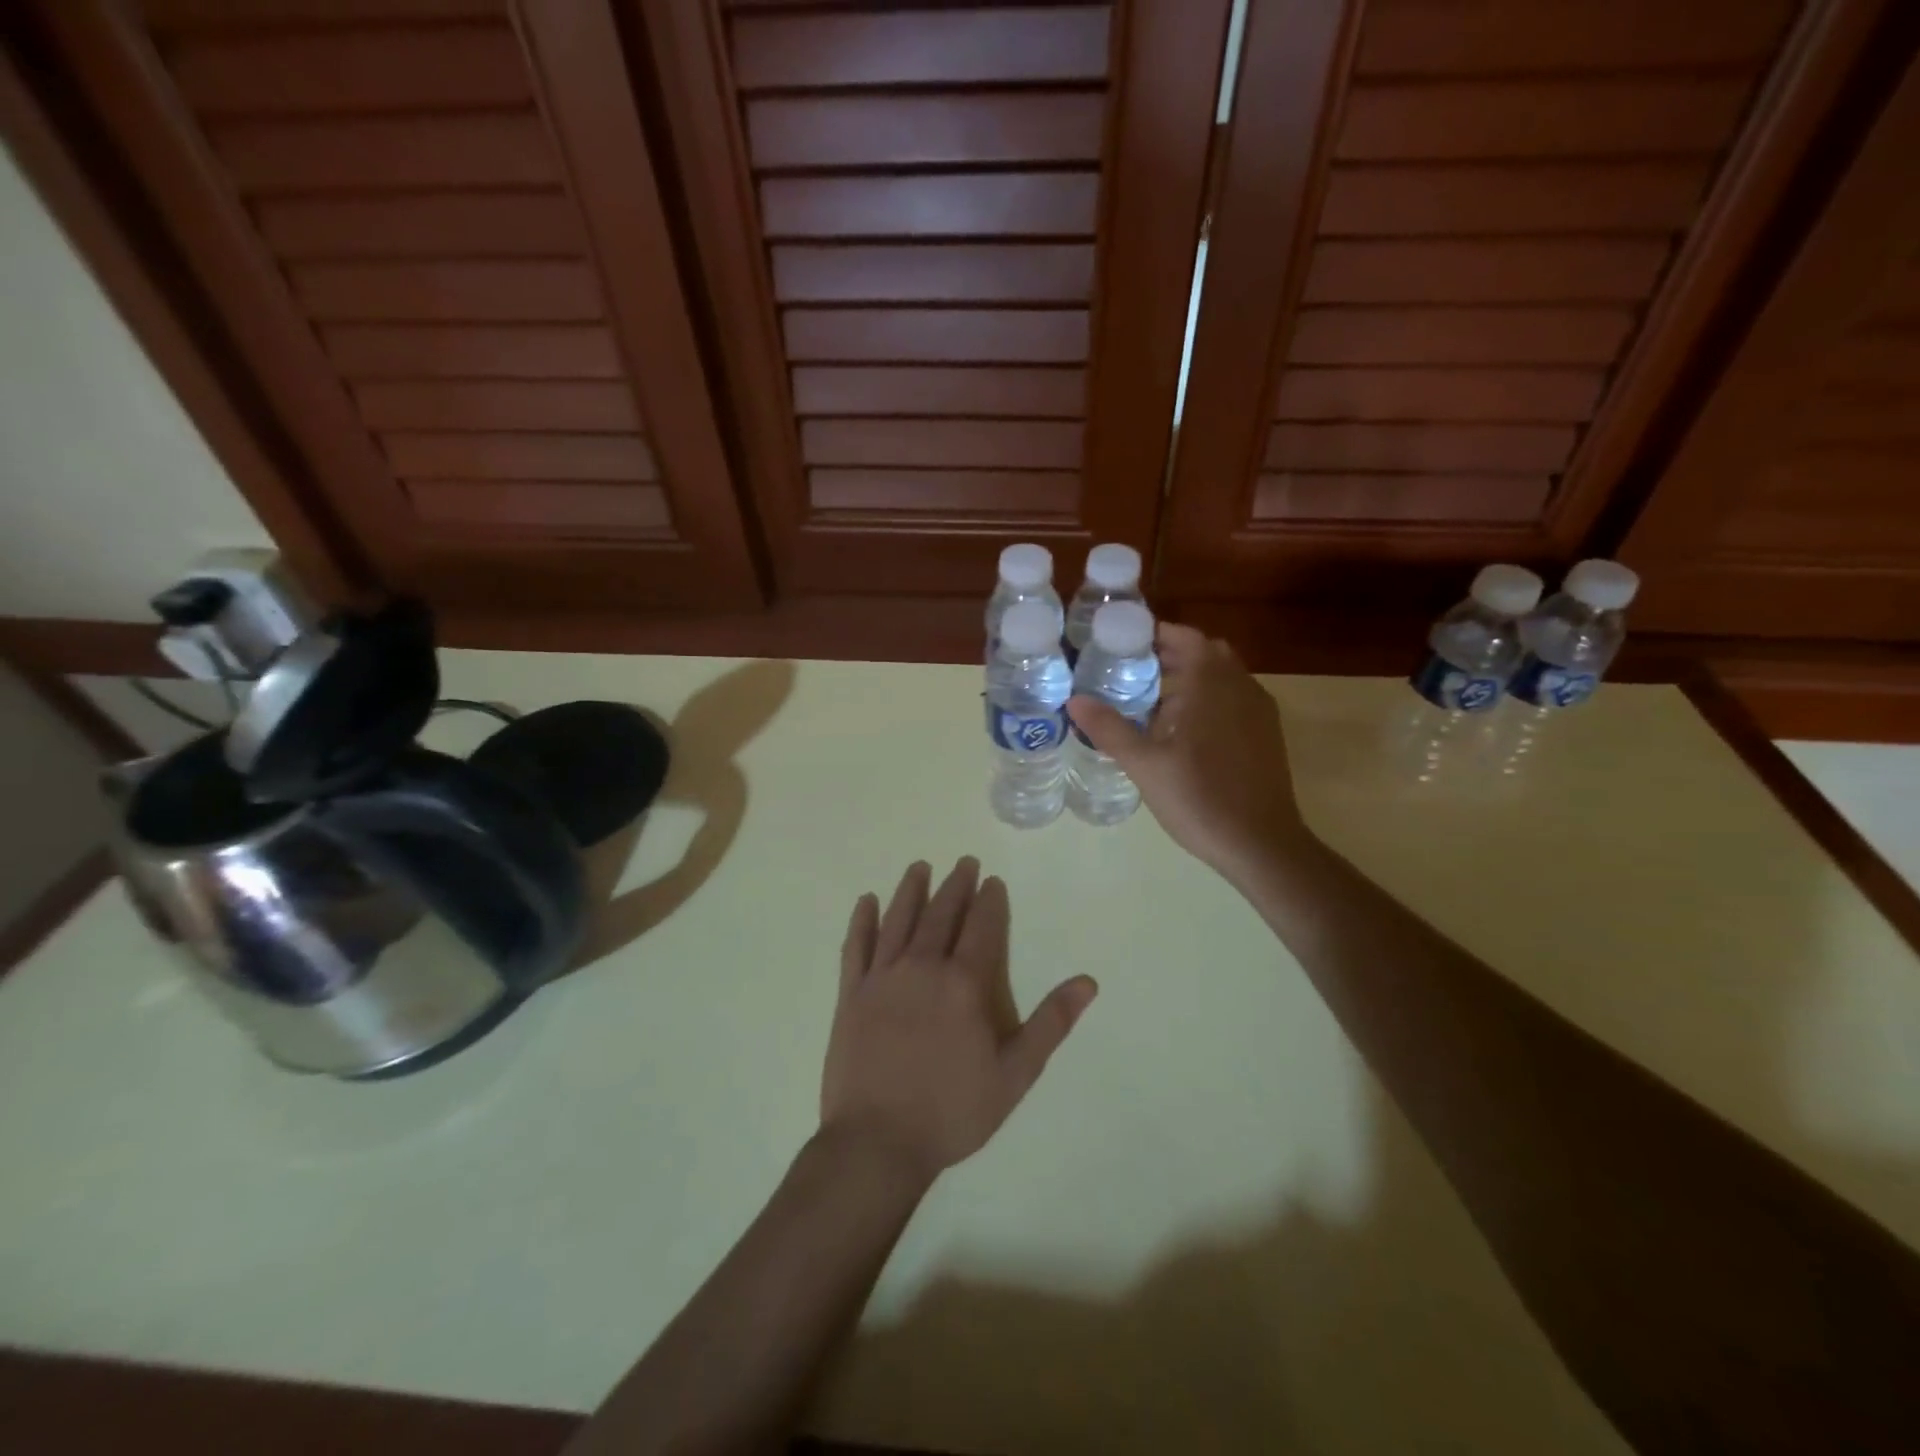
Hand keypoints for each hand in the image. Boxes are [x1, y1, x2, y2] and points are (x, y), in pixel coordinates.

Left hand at [822, 858, 1097, 1183]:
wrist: (877, 1142)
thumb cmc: (952, 1112)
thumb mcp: (1015, 1075)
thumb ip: (1051, 1024)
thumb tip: (1087, 982)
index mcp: (964, 984)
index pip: (981, 928)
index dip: (989, 901)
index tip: (992, 881)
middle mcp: (922, 967)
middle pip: (941, 914)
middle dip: (955, 885)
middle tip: (963, 862)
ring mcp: (881, 978)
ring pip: (898, 920)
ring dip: (911, 890)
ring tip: (920, 867)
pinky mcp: (850, 993)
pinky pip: (856, 946)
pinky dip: (862, 920)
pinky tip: (866, 901)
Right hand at [1068, 622, 1310, 885]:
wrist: (1261, 844)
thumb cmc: (1199, 798)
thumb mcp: (1144, 765)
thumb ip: (1109, 728)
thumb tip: (1074, 700)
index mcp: (1211, 684)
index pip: (1186, 637)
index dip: (1157, 634)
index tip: (1125, 641)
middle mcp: (1241, 686)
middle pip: (1206, 653)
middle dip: (1172, 654)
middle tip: (1134, 668)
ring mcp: (1259, 710)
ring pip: (1223, 676)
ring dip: (1192, 677)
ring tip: (1153, 699)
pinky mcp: (1267, 733)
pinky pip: (1235, 698)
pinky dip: (1210, 698)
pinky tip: (1185, 730)